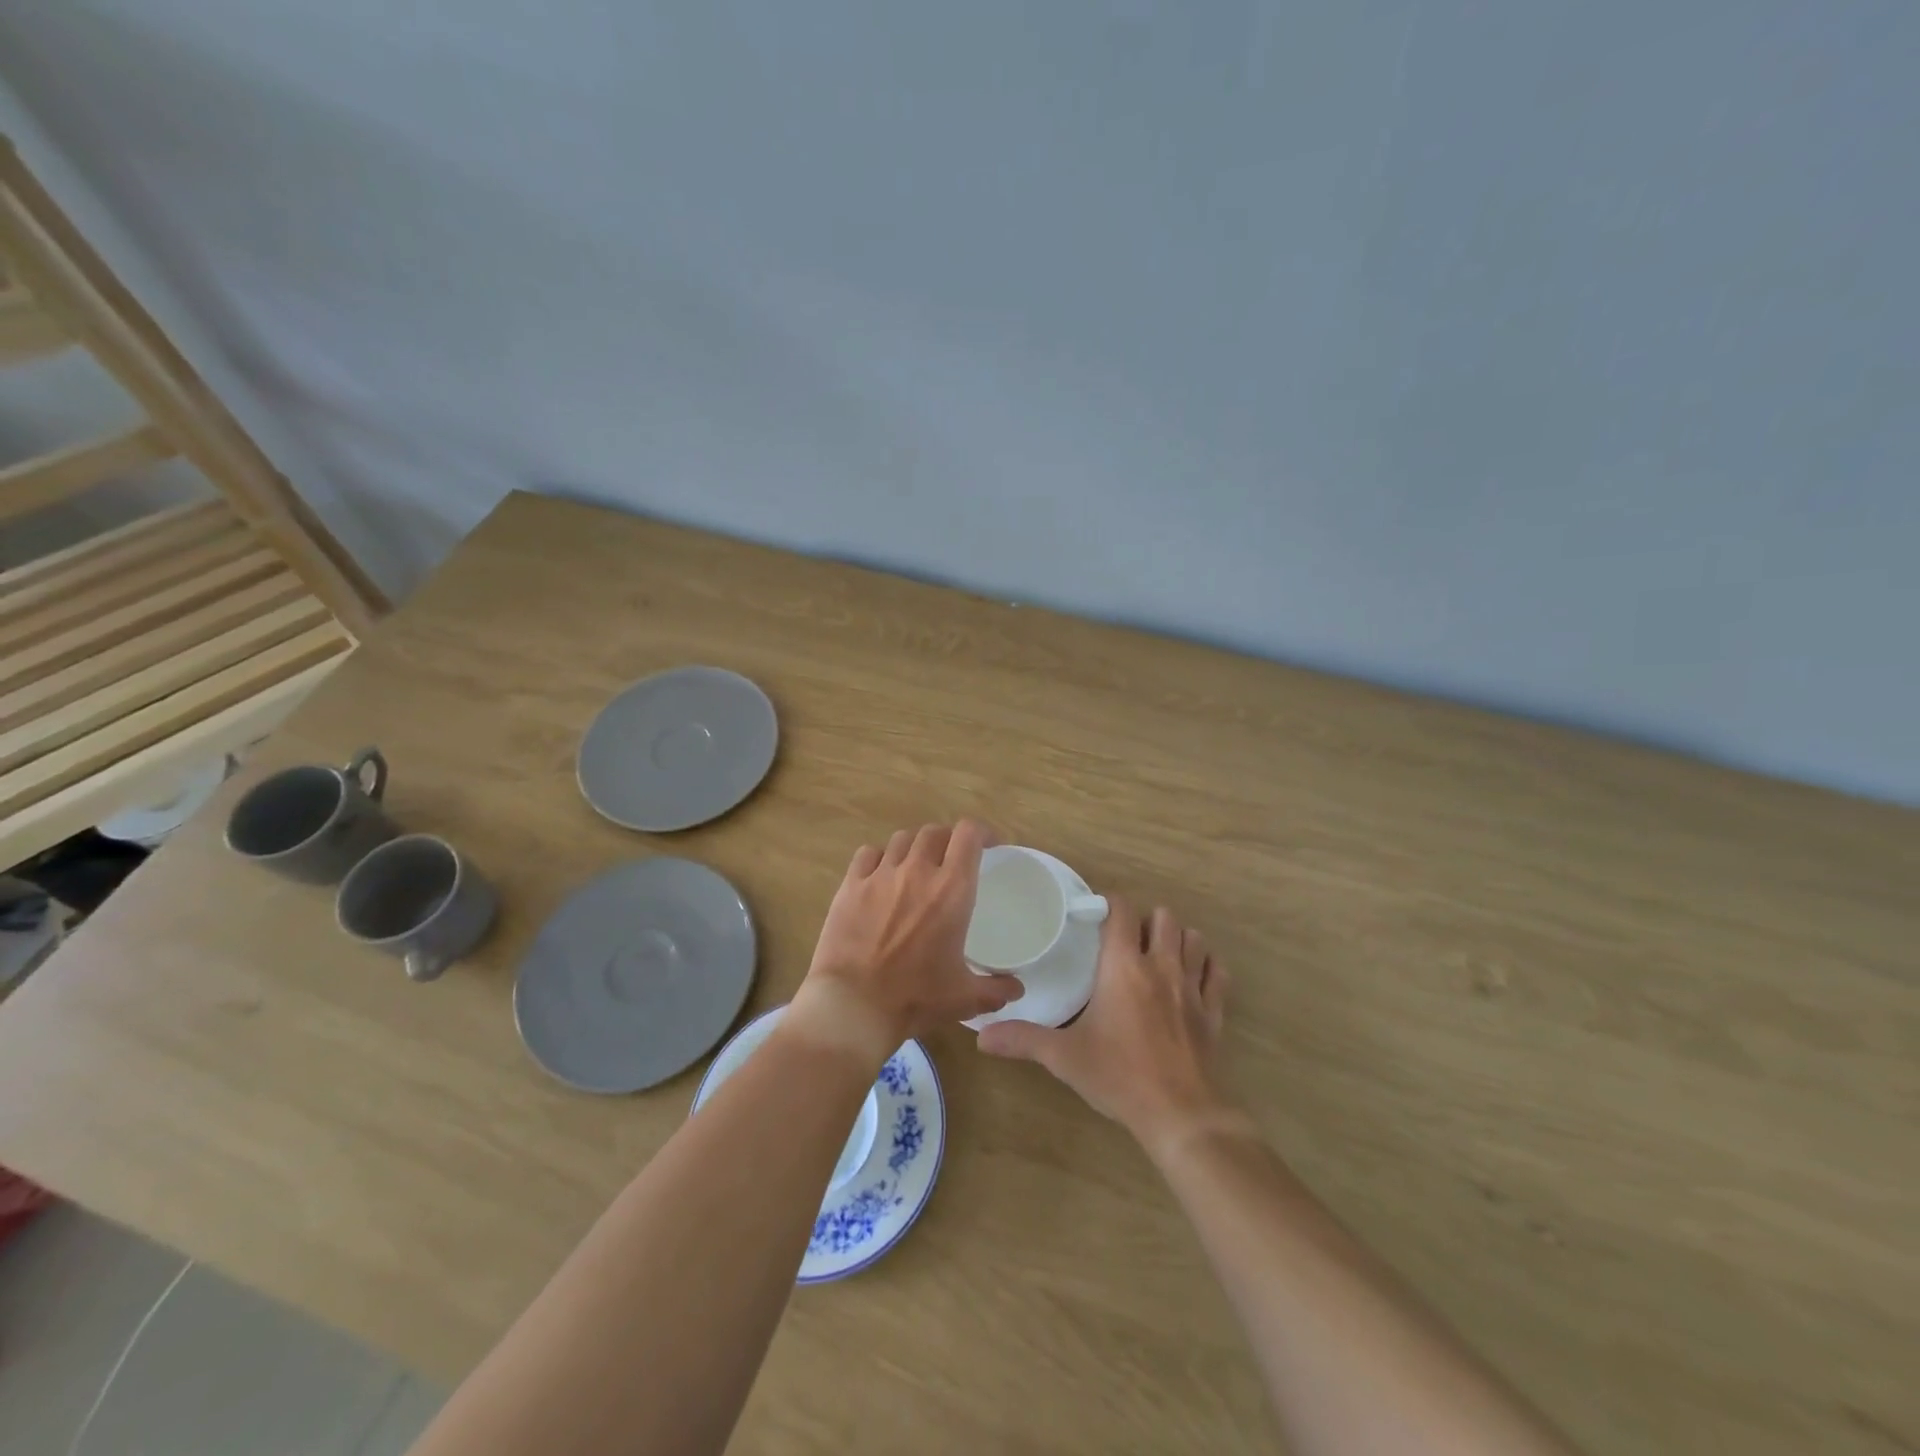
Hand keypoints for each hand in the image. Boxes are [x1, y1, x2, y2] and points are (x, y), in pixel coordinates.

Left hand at [790, 820, 1022, 1063]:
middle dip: (947, 840)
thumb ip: (996, 990)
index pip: (969, 835)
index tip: (989, 846)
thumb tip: (1017, 988)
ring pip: (902, 839)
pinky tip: (881, 875)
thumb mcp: (965, 998)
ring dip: (915, 847)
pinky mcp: (851, 885)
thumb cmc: (915, 998)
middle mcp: (917, 871)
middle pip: (935, 832)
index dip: (981, 832)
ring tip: (916, 865)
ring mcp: (880, 875)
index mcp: (951, 890)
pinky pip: (868, 854)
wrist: (854, 1006)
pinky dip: (879, 858)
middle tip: (951, 860)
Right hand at [978, 897, 1238, 1156]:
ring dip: (1177, 939)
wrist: (1180, 1114)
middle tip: (1126, 942)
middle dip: (1145, 921)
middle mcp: (1161, 965)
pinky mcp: (1214, 1010)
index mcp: (1123, 966)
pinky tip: (1192, 977)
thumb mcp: (1065, 1057)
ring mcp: (1193, 986)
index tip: (1095, 916)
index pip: (1122, 911)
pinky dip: (1207, 966)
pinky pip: (1217, 972)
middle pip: (1163, 916)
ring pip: (1194, 938)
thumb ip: (1023, 1040)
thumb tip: (981, 1036)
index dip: (1109, 904)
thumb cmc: (1119, 1076)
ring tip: (1159, 955)